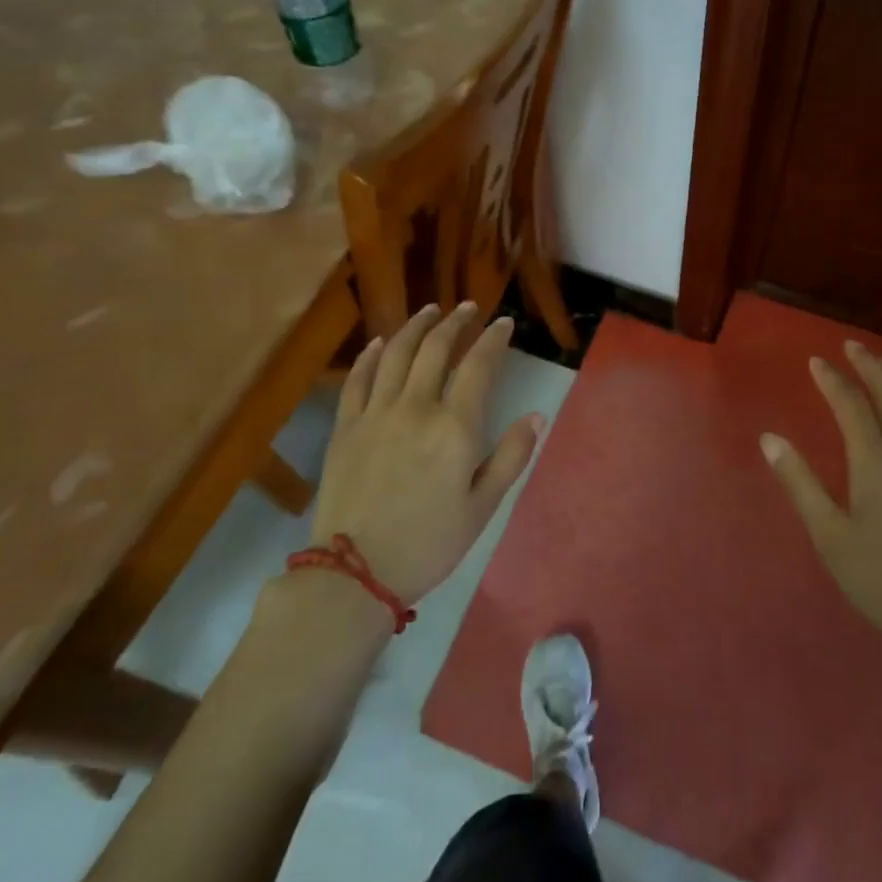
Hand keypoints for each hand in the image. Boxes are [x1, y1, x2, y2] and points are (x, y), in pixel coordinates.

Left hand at [311, 303, 541, 604]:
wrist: (354, 573)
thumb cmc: (429, 543)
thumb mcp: (483, 507)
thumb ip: (511, 457)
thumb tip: (536, 415)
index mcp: (455, 427)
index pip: (478, 366)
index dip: (493, 339)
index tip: (504, 323)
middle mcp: (416, 408)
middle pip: (436, 349)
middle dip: (456, 323)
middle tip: (468, 308)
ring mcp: (376, 414)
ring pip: (397, 354)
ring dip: (416, 327)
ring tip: (430, 311)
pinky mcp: (345, 427)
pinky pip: (358, 379)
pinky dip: (371, 355)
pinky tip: (381, 342)